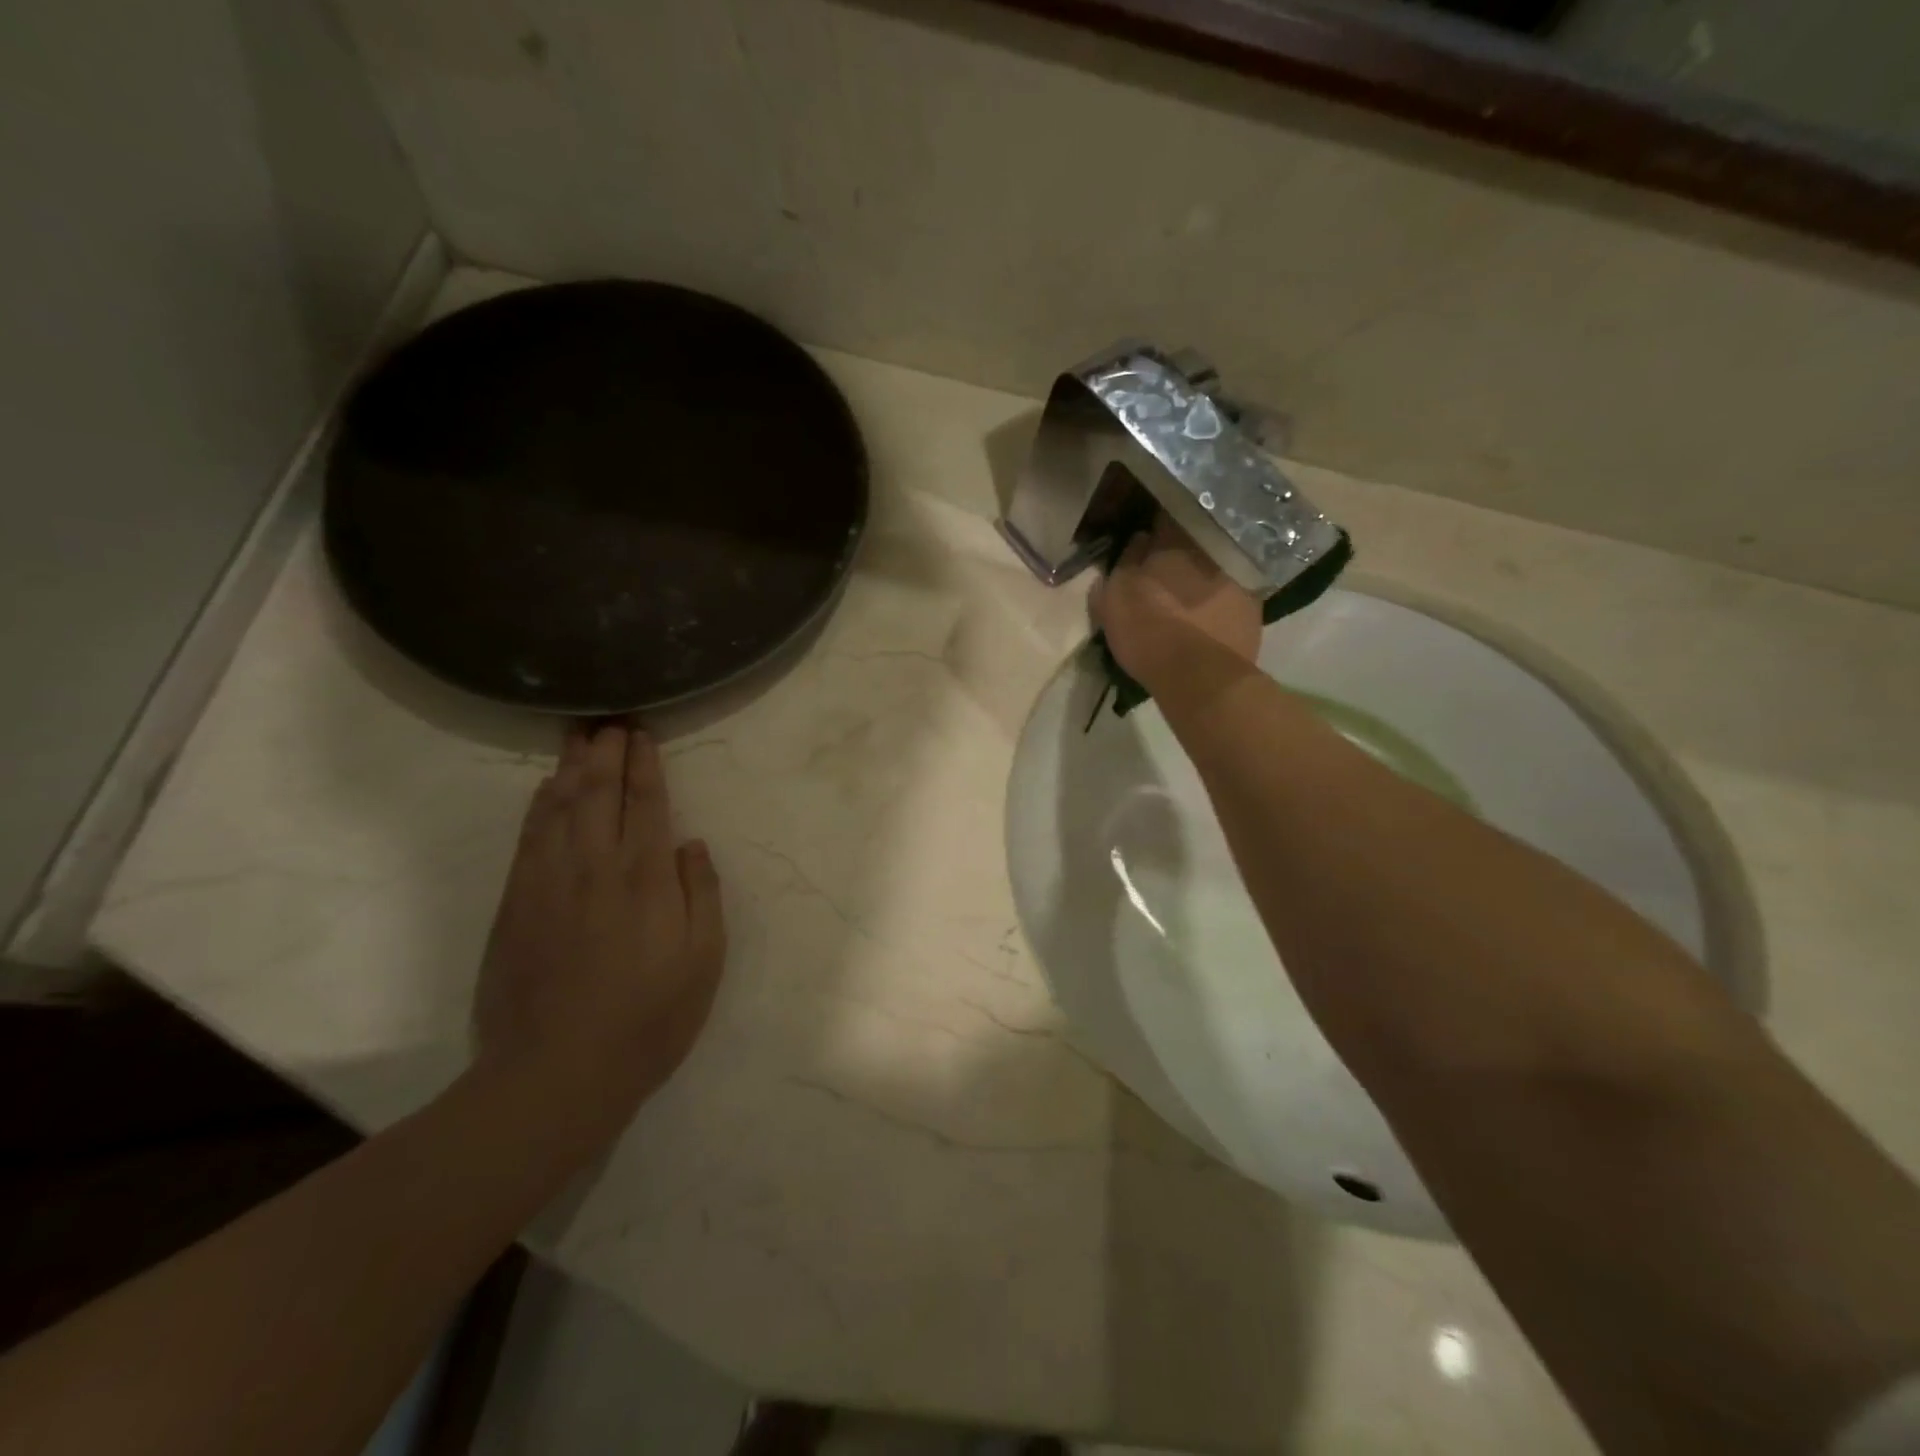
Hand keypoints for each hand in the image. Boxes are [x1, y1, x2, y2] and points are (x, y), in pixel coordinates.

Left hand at [474, 724, 724, 1128]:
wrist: (557, 1073)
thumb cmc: (649, 1017)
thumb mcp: (704, 959)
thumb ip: (702, 894)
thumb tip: (691, 845)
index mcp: (645, 877)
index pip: (646, 802)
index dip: (644, 764)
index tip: (642, 733)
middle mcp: (595, 865)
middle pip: (598, 792)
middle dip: (606, 751)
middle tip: (609, 719)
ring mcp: (548, 882)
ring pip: (558, 806)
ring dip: (570, 767)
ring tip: (578, 737)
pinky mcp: (515, 904)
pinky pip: (528, 837)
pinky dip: (539, 805)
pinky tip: (545, 790)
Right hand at [1091, 514, 1261, 692]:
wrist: (1198, 675)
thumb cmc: (1148, 630)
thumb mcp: (1114, 597)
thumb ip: (1124, 562)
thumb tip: (1138, 540)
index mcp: (1174, 540)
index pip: (1164, 514)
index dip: (1154, 523)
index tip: (1146, 533)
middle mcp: (1211, 549)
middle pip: (1194, 539)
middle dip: (1181, 548)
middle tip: (1166, 565)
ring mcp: (1238, 576)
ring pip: (1215, 565)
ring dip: (1203, 573)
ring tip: (1189, 593)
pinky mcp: (1253, 606)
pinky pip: (1233, 593)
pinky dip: (1221, 599)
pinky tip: (1209, 615)